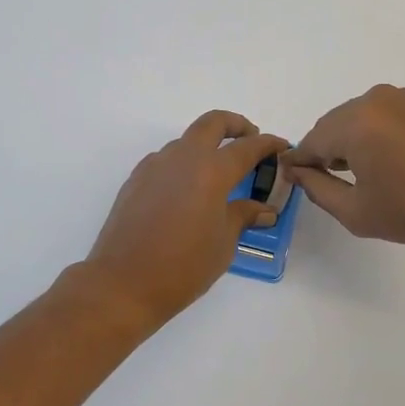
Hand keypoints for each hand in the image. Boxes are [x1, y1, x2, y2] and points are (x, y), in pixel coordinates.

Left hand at [82, 111, 288, 328]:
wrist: (123, 282)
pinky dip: (184, 164)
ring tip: (219, 174)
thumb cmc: (183, 267)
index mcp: (211, 171)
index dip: (268, 144)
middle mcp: (183, 158)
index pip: (247, 147)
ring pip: (186, 141)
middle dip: (236, 125)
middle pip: (213, 123)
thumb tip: (264, 209)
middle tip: (250, 140)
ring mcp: (155, 165)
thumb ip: (243, 216)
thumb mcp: (223, 243)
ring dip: (207, 146)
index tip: (281, 147)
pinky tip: (188, 191)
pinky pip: (166, 160)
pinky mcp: (136, 178)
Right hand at [283, 85, 404, 259]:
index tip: (291, 179)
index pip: (311, 141)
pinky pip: (378, 115)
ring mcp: (399, 98)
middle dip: (323, 150)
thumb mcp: (354, 210)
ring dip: (347, 141)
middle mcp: (373, 100)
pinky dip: (370, 133)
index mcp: (354, 123)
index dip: (299, 162)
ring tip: (355, 174)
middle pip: (331, 125)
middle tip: (323, 181)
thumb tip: (296, 171)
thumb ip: (316, 188)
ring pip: (354, 118)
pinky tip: (379, 160)